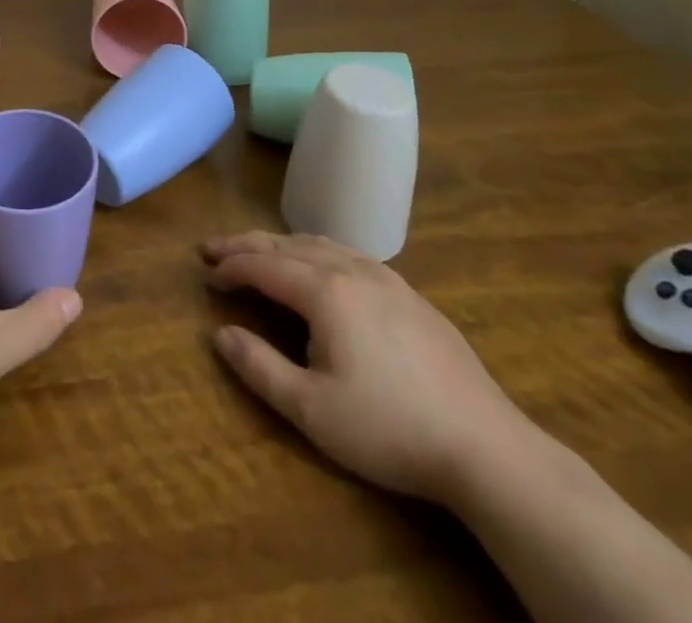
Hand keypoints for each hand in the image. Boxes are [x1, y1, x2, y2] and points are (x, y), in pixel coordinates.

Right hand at [201, 231, 536, 505]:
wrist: (486, 447)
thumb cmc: (389, 429)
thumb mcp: (312, 410)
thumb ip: (260, 368)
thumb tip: (219, 334)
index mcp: (324, 291)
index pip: (263, 265)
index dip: (230, 266)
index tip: (205, 273)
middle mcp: (351, 270)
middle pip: (287, 244)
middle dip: (246, 244)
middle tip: (213, 247)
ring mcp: (386, 279)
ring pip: (320, 244)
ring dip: (281, 244)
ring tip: (258, 251)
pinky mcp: (411, 296)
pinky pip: (350, 255)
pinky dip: (317, 251)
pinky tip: (321, 266)